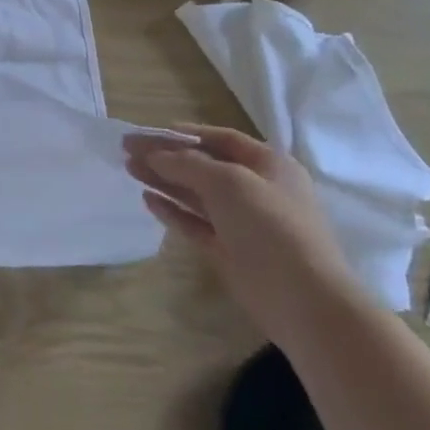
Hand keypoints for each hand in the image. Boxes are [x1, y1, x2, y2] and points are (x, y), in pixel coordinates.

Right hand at [124, 124, 359, 344]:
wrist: (303, 298)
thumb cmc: (270, 226)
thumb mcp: (227, 182)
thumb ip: (186, 163)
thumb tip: (153, 154)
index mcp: (269, 165)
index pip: (222, 139)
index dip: (187, 133)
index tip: (150, 131)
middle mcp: (256, 190)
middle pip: (204, 165)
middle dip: (166, 156)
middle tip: (127, 149)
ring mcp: (241, 222)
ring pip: (195, 193)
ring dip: (163, 179)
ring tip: (128, 168)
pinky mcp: (228, 249)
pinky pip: (194, 223)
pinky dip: (171, 210)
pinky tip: (147, 199)